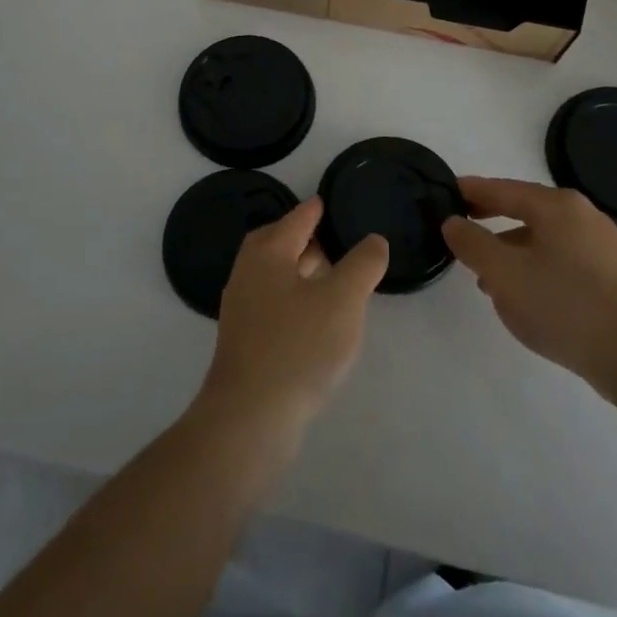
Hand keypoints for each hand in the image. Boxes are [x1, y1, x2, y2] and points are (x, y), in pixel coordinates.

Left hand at [198, 198, 388, 439]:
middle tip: (338, 239)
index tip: (334, 200)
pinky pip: (275, 302)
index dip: (318, 208)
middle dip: (308, 238)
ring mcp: (242, 307)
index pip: (298, 218)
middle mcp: (248, 272)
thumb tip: (373, 240)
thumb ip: (363, 264)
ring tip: (335, 276)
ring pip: (277, 274)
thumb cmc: (298, 346)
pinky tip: (317, 317)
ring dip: (303, 270)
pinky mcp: (245, 338)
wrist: (250, 416)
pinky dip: (296, 297)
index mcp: (268, 252)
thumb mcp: (343, 299)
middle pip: (280, 242)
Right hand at [442, 177, 616, 392]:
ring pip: (542, 238)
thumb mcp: (504, 273)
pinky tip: (522, 296)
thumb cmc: (564, 305)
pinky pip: (560, 260)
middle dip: (490, 221)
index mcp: (557, 206)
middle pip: (524, 209)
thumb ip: (472, 243)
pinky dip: (534, 267)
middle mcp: (582, 216)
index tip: (444, 192)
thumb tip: (453, 222)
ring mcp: (601, 246)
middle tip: (459, 229)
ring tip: (484, 276)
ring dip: (510, 250)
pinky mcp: (611, 276)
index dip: (471, 191)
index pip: (502, 188)